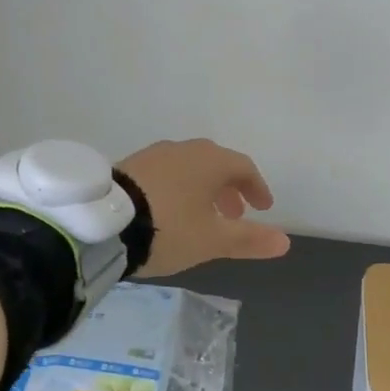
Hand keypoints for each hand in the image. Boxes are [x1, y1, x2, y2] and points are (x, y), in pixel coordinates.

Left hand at [117, 139, 290, 276]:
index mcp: (210, 161)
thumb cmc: (169, 228)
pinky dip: (178, 188)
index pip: (244, 167)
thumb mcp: (212, 240)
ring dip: (203, 188)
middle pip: (216, 164)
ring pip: (189, 167)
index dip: (257, 188)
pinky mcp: (131, 165)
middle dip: (229, 188)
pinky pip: (166, 172)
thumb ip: (249, 239)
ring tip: (202, 216)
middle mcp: (184, 149)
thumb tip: (285, 241)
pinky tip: (170, 210)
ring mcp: (155, 154)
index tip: (264, 208)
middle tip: (235, 214)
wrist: (104, 222)